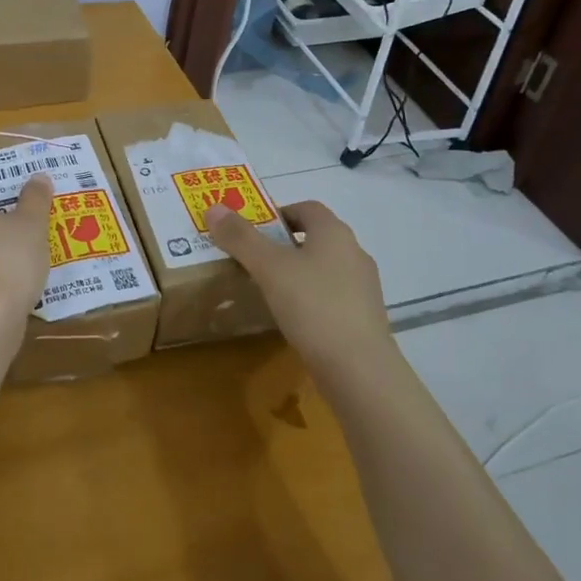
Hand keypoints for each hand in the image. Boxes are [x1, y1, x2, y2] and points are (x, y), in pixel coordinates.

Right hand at [204, 200, 390, 365]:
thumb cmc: (313, 306)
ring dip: (298, 273)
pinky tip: (293, 319)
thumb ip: (241, 238)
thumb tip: (214, 208)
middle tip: (253, 259)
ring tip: (268, 290)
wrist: (360, 372)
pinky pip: (332, 297)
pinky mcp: (366, 319)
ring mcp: (364, 288)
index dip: (278, 213)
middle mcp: (354, 253)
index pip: (306, 208)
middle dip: (284, 244)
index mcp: (334, 232)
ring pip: (324, 268)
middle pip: (315, 237)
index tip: (253, 231)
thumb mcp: (269, 268)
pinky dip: (311, 299)